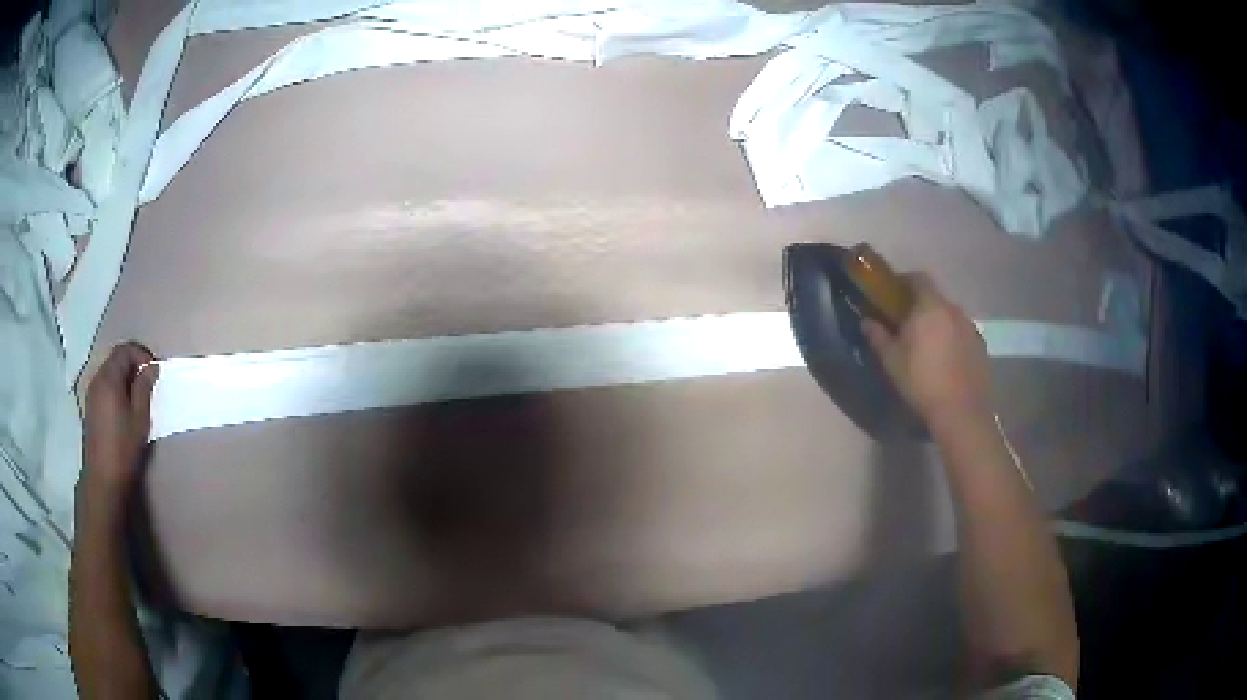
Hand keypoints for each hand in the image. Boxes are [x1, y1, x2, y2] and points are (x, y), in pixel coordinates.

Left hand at [82, 343, 158, 491]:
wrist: (102, 479)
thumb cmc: (123, 449)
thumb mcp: (139, 419)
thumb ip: (144, 389)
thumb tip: (150, 368)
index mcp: (109, 378)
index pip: (124, 350)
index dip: (141, 354)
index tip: (154, 370)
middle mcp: (97, 379)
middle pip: (115, 359)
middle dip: (132, 364)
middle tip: (147, 382)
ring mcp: (91, 393)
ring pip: (109, 372)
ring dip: (124, 377)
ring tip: (137, 397)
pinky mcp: (90, 407)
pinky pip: (104, 386)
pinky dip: (116, 388)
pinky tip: (123, 407)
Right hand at [862, 273, 992, 426]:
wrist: (961, 412)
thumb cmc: (922, 382)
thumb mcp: (892, 362)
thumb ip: (879, 337)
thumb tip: (866, 322)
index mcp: (930, 307)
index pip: (918, 278)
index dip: (904, 281)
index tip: (892, 295)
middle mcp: (953, 310)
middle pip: (935, 297)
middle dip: (920, 305)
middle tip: (906, 324)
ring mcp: (970, 327)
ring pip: (949, 316)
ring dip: (937, 323)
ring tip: (926, 346)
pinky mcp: (980, 346)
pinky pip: (961, 333)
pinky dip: (951, 339)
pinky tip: (944, 361)